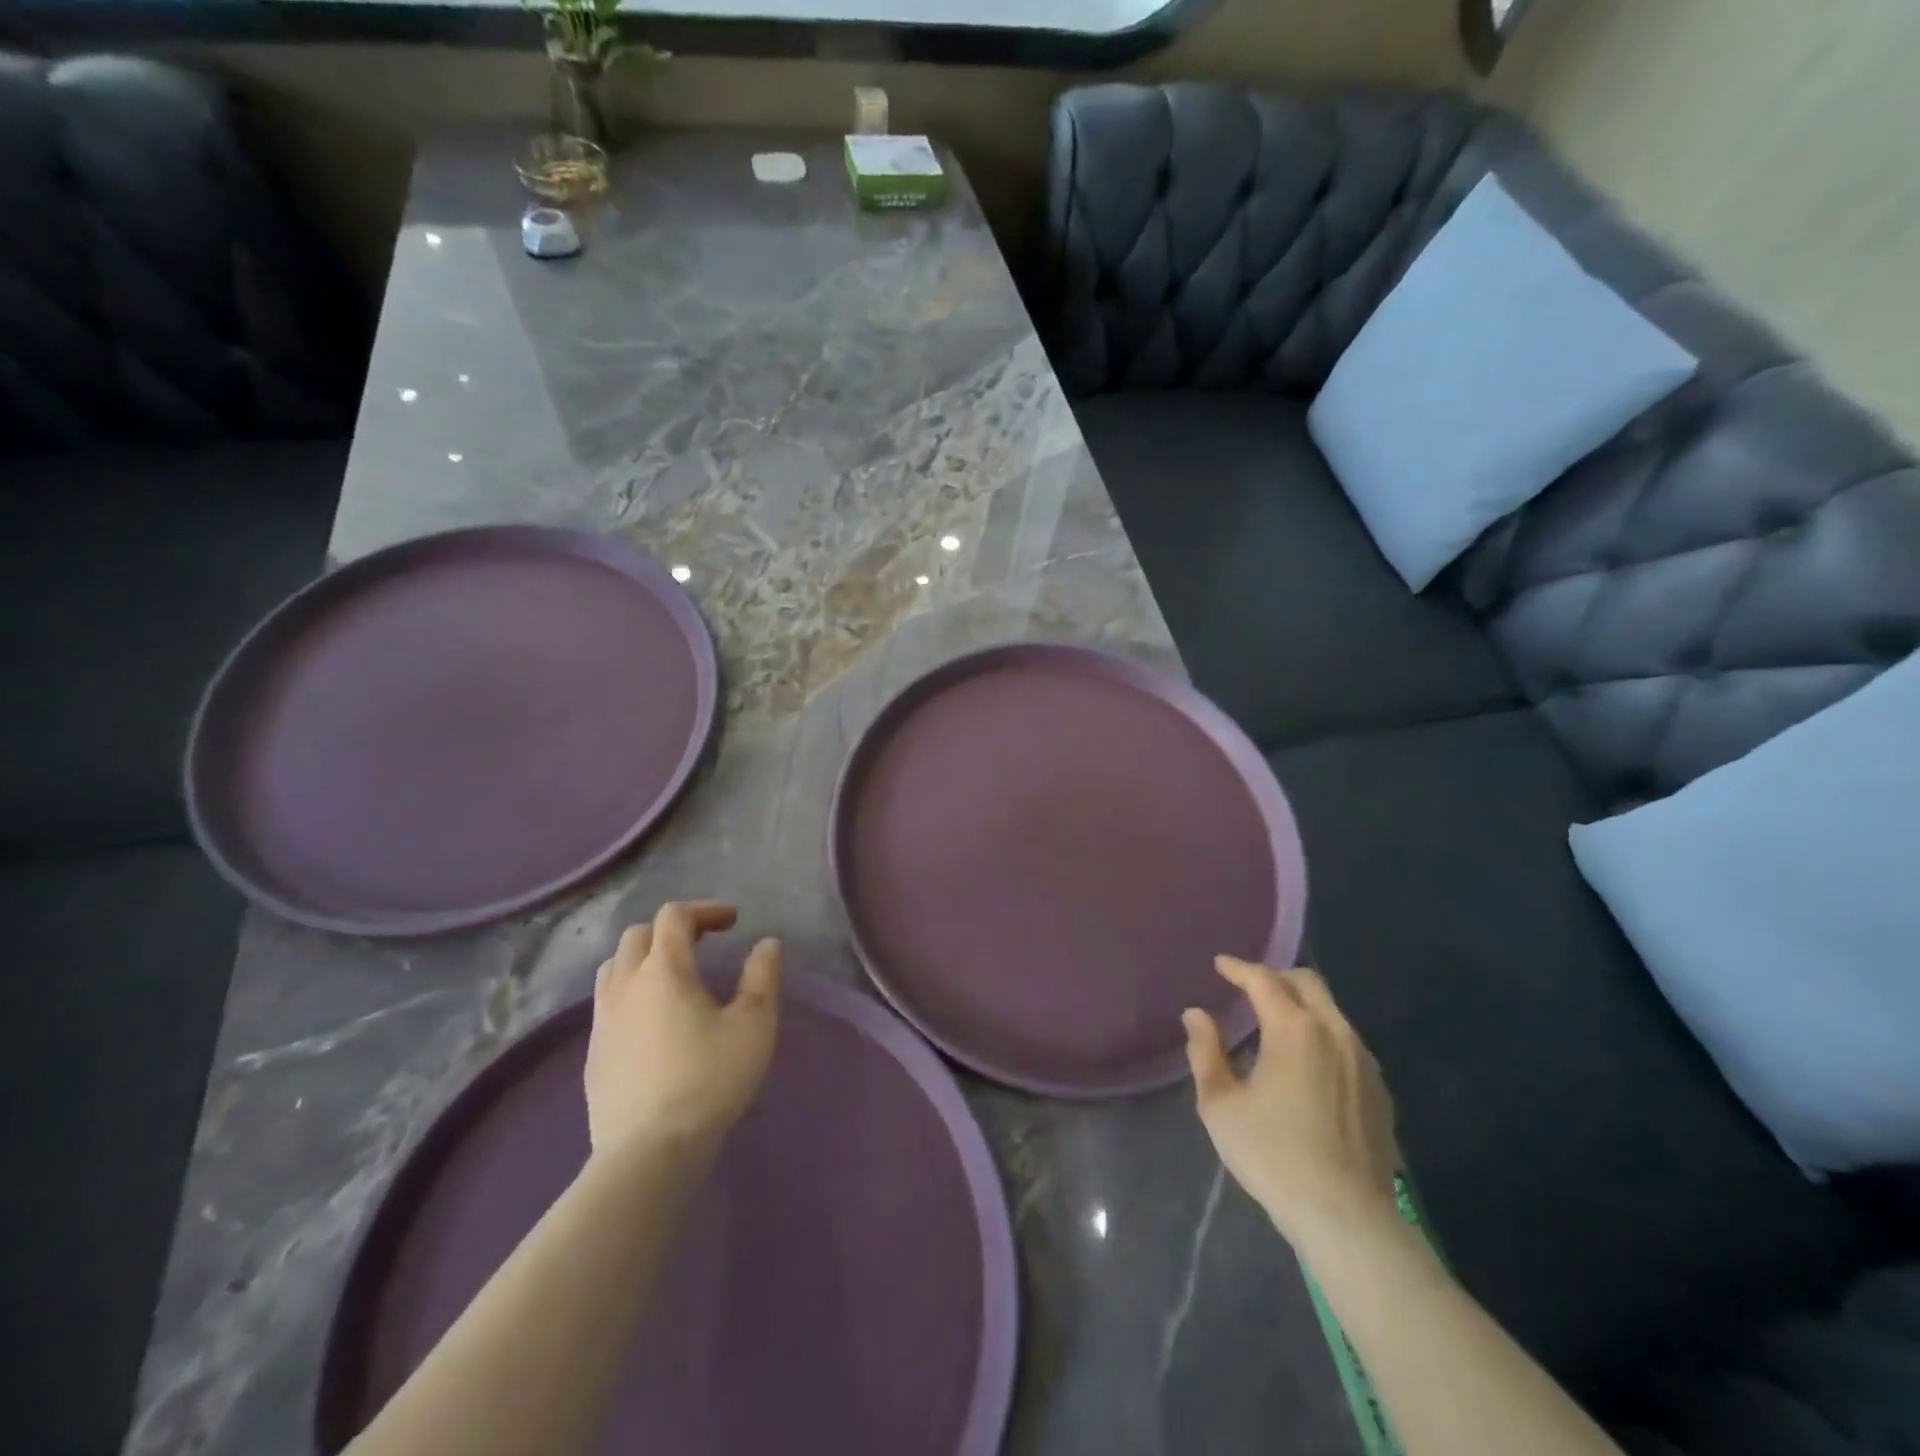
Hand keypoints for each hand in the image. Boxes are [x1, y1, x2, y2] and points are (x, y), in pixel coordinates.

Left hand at [585, 901, 781, 1158]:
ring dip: (644, 958)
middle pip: (638, 935)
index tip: (732, 922)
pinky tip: (652, 1022)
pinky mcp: (592, 1055)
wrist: (649, 1152)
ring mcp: (602, 1021)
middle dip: (671, 930)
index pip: (674, 917)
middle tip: (703, 943)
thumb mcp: (754, 1025)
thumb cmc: (709, 1079)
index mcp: (664, 969)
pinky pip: (607, 1005)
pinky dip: (631, 993)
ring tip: (673, 976)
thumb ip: (762, 977)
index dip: (704, 910)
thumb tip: (767, 944)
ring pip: (614, 968)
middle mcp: (626, 985)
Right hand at [1183, 957, 1398, 1244]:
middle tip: (1249, 989)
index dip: (1238, 968)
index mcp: (1294, 1029)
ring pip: (1331, 1011)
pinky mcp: (1379, 1090)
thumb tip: (1196, 1015)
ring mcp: (1363, 1061)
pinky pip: (1347, 1042)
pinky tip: (1308, 1064)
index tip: (1220, 965)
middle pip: (1307, 983)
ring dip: (1302, 1006)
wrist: (1347, 1218)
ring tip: (1276, 1026)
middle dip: (1275, 977)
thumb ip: (1205, 1052)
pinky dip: (1322, 1035)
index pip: (1263, 980)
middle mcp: (1334, 1032)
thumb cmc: (1274, 1155)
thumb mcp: (1221, 1105)